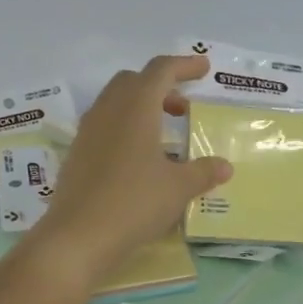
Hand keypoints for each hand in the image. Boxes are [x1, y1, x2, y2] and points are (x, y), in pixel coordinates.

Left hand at [32, 55, 231, 286]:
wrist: (78, 237)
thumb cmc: (134, 203)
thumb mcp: (178, 189)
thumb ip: (203, 172)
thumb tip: (224, 166)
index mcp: (136, 108)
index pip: (160, 71)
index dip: (184, 66)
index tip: (203, 69)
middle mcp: (109, 112)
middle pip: (134, 81)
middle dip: (161, 86)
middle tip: (183, 108)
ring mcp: (88, 133)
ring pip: (116, 102)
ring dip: (142, 106)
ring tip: (165, 133)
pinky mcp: (78, 155)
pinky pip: (105, 126)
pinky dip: (126, 128)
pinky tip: (141, 159)